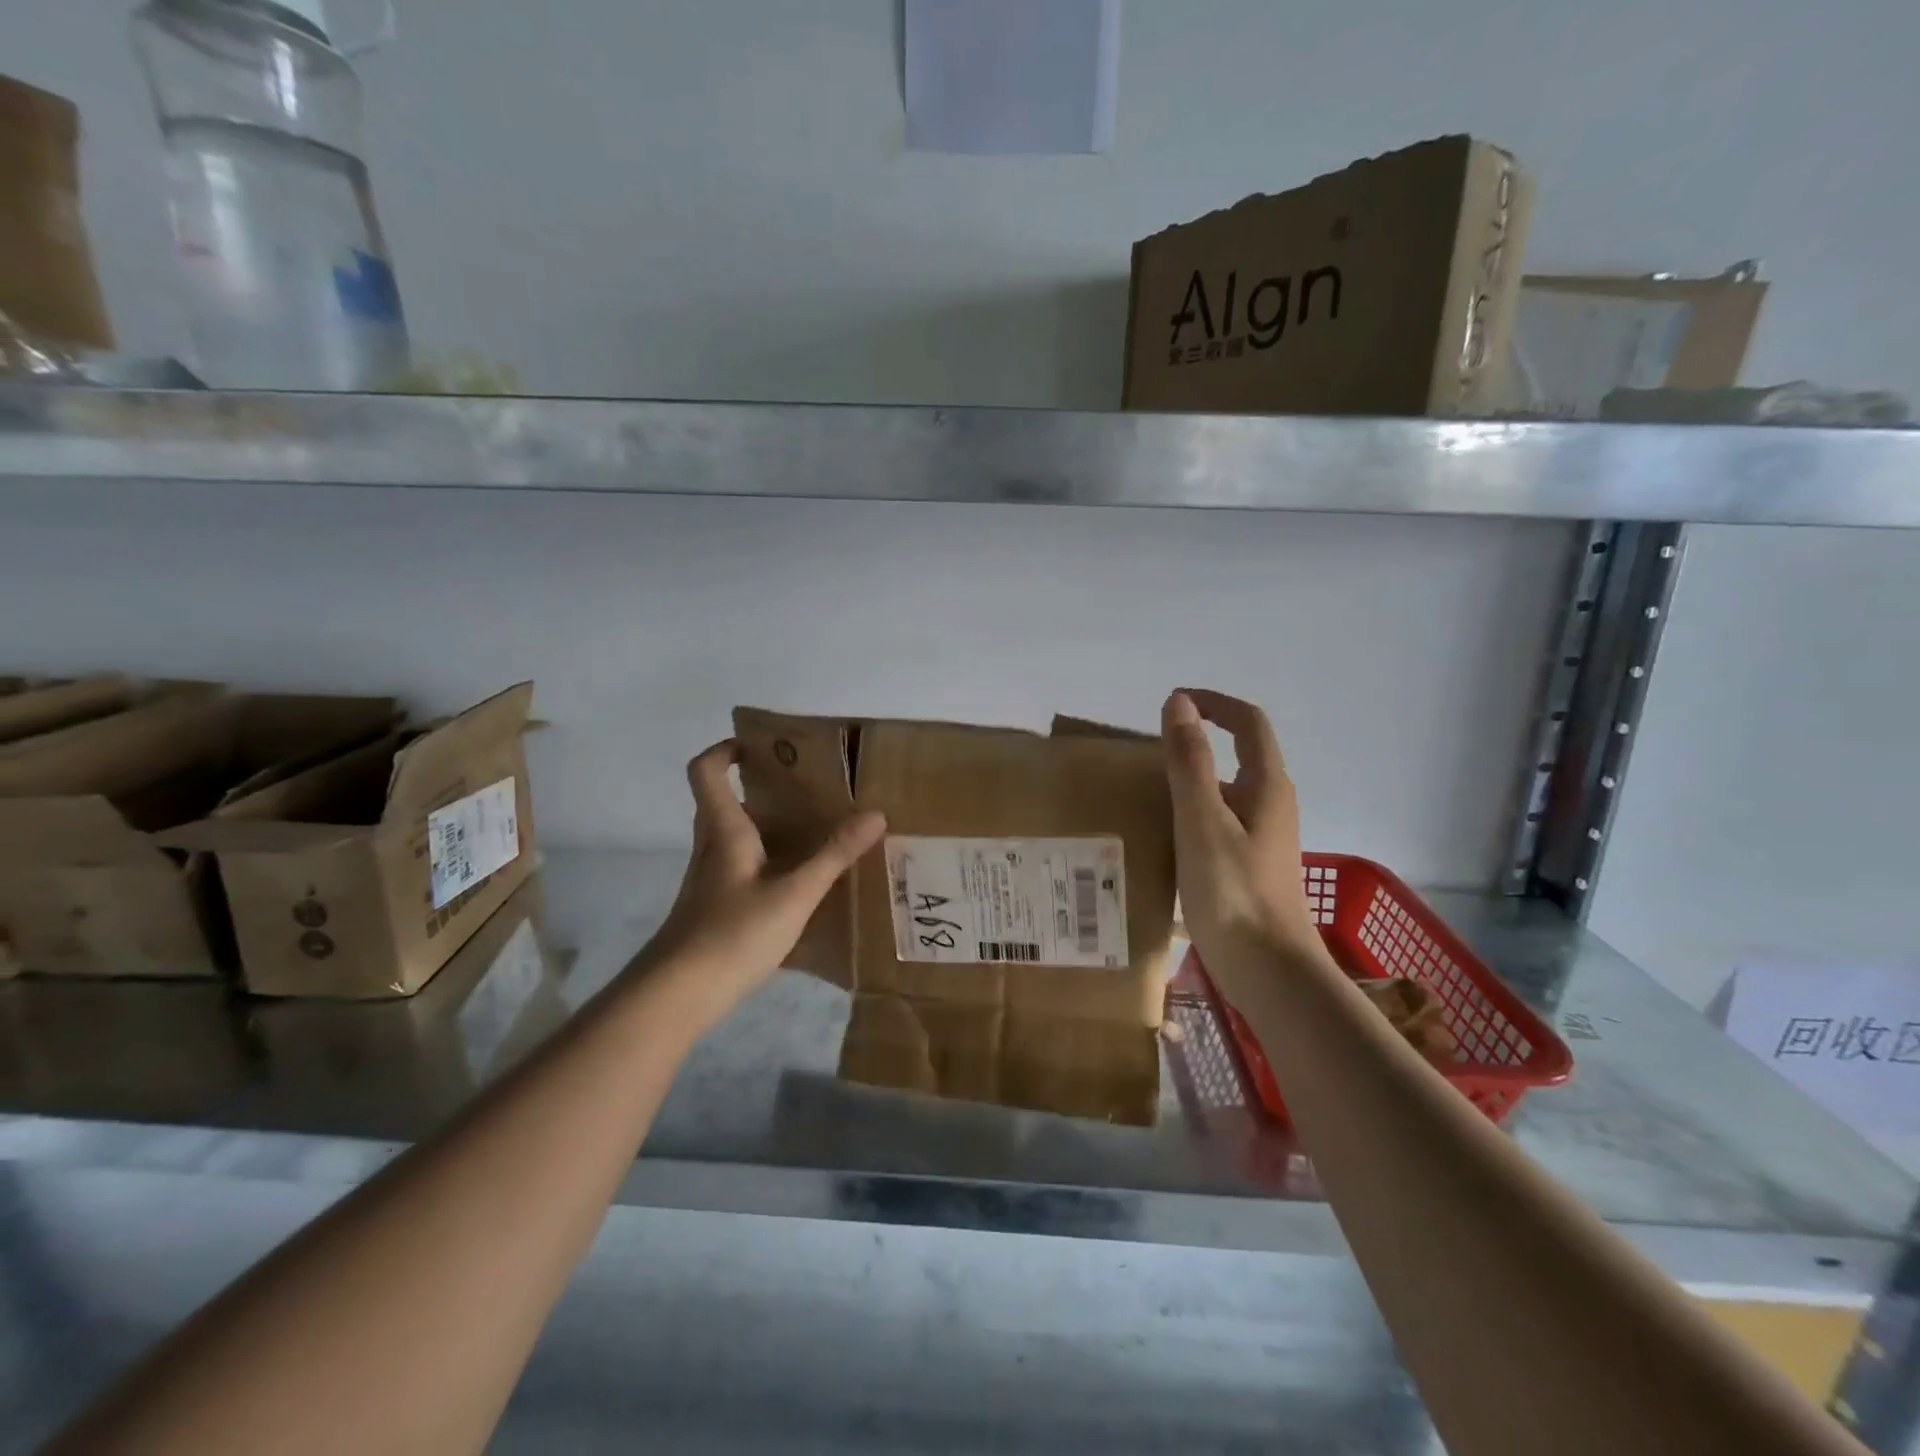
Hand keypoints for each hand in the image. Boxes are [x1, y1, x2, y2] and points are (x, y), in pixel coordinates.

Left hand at [643, 740, 884, 1032]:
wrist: (676, 998)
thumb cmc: (732, 934)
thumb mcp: (794, 895)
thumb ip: (834, 855)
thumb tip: (875, 813)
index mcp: (724, 832)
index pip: (705, 771)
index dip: (725, 750)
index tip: (762, 747)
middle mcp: (711, 849)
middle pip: (722, 803)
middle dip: (758, 788)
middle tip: (804, 789)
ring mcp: (710, 882)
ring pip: (734, 838)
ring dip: (766, 827)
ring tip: (813, 830)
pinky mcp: (714, 910)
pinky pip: (741, 870)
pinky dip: (768, 864)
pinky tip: (800, 885)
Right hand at [1162, 689, 1318, 978]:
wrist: (1269, 972)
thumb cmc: (1234, 892)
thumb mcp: (1201, 821)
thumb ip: (1190, 761)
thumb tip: (1180, 702)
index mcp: (1267, 786)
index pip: (1248, 723)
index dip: (1215, 703)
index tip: (1174, 702)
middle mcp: (1272, 805)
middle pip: (1240, 755)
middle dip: (1199, 741)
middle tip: (1149, 752)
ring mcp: (1265, 838)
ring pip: (1229, 792)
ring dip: (1194, 780)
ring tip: (1148, 792)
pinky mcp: (1252, 866)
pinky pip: (1222, 822)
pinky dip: (1194, 813)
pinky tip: (1166, 837)